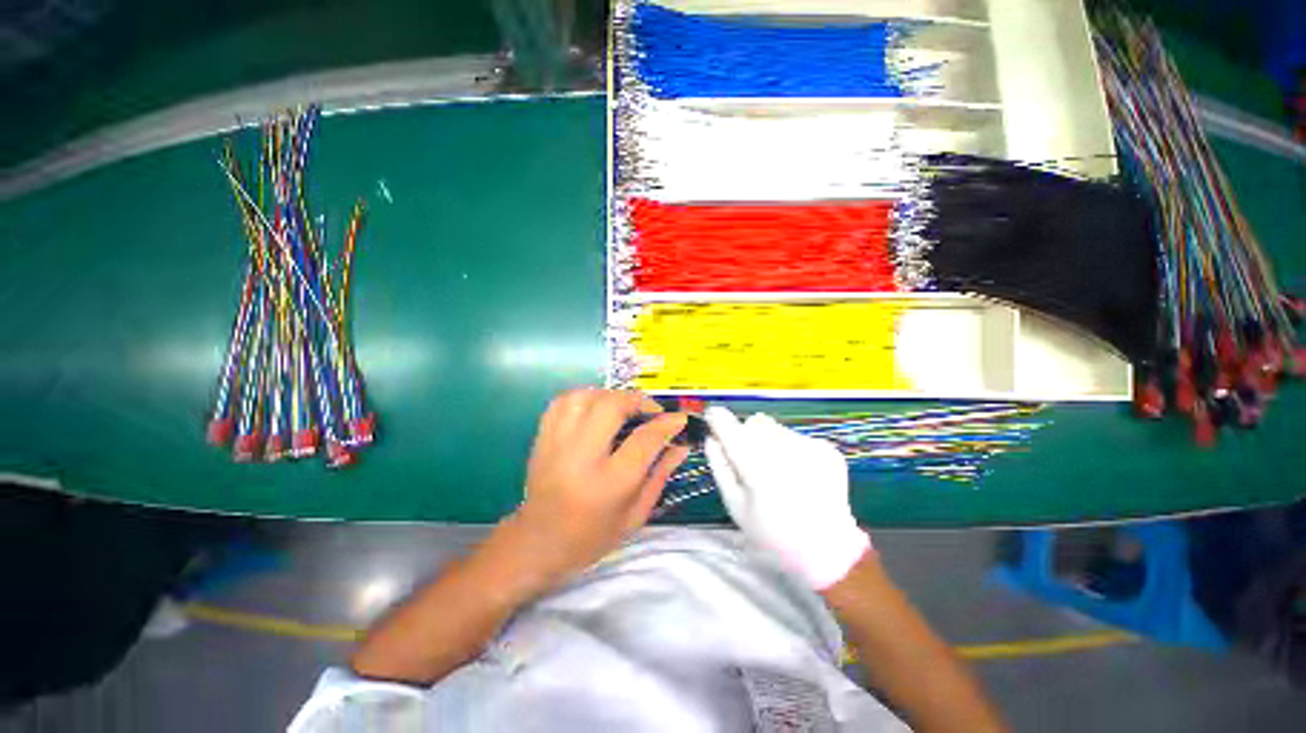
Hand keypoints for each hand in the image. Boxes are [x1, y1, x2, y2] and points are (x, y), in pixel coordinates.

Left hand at [511, 388, 688, 585]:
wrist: (537, 543)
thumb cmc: (591, 536)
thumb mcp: (635, 515)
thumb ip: (660, 475)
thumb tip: (681, 445)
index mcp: (609, 483)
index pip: (645, 439)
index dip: (667, 424)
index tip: (679, 419)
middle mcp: (581, 457)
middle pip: (612, 406)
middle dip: (638, 400)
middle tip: (650, 410)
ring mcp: (556, 443)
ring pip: (585, 396)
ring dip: (610, 395)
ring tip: (623, 407)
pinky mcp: (542, 438)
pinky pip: (563, 401)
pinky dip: (584, 397)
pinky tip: (596, 408)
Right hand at [704, 406, 870, 589]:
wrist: (826, 549)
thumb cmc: (771, 533)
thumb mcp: (735, 505)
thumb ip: (720, 467)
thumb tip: (711, 437)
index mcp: (759, 471)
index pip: (732, 432)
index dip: (719, 420)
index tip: (712, 415)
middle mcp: (787, 453)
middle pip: (755, 424)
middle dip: (746, 434)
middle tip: (749, 459)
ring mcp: (811, 449)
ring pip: (776, 428)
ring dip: (768, 440)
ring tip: (776, 470)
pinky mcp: (827, 450)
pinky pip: (797, 436)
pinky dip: (791, 448)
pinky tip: (796, 473)